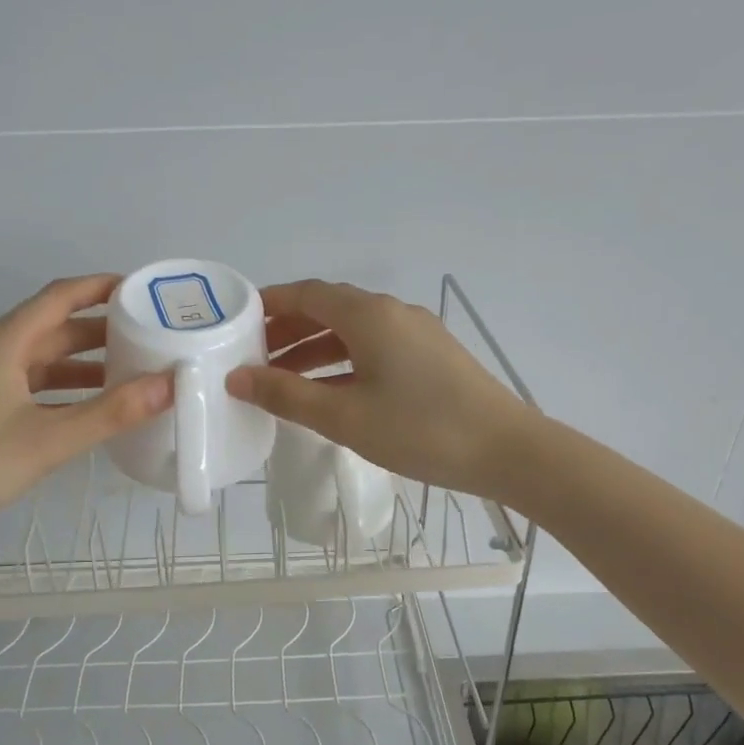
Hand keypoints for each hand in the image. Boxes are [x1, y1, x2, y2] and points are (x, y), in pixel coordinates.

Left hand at [0, 275, 170, 556]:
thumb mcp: (48, 440)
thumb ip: (111, 413)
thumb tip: (170, 384)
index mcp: (2, 343)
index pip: (58, 297)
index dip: (100, 288)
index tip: (142, 291)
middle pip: (50, 328)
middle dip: (99, 331)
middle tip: (148, 338)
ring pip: (37, 359)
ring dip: (80, 363)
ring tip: (127, 373)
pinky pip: (25, 383)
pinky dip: (58, 389)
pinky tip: (84, 409)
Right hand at [227, 279, 534, 498]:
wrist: (507, 450)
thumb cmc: (420, 430)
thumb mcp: (344, 416)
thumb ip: (286, 395)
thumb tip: (237, 378)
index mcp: (369, 315)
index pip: (307, 294)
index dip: (269, 303)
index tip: (236, 321)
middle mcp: (392, 313)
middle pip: (329, 309)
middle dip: (288, 330)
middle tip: (252, 357)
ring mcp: (416, 334)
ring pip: (352, 332)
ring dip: (314, 349)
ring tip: (281, 379)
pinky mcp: (431, 358)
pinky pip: (374, 348)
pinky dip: (343, 362)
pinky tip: (329, 392)